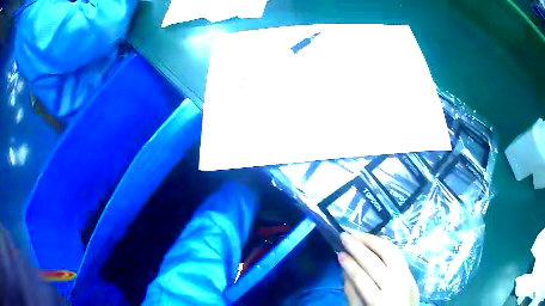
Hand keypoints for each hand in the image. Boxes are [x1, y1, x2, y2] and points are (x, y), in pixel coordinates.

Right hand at [338, 232, 418, 305]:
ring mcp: (407, 277)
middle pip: (376, 261)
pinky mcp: (411, 273)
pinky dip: (385, 246)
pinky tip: (374, 242)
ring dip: (373, 241)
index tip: (339, 253)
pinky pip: (398, 254)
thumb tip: (344, 270)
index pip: (362, 277)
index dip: (349, 264)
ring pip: (391, 252)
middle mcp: (396, 285)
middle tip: (345, 235)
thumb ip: (352, 293)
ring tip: (358, 234)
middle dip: (358, 247)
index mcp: (381, 301)